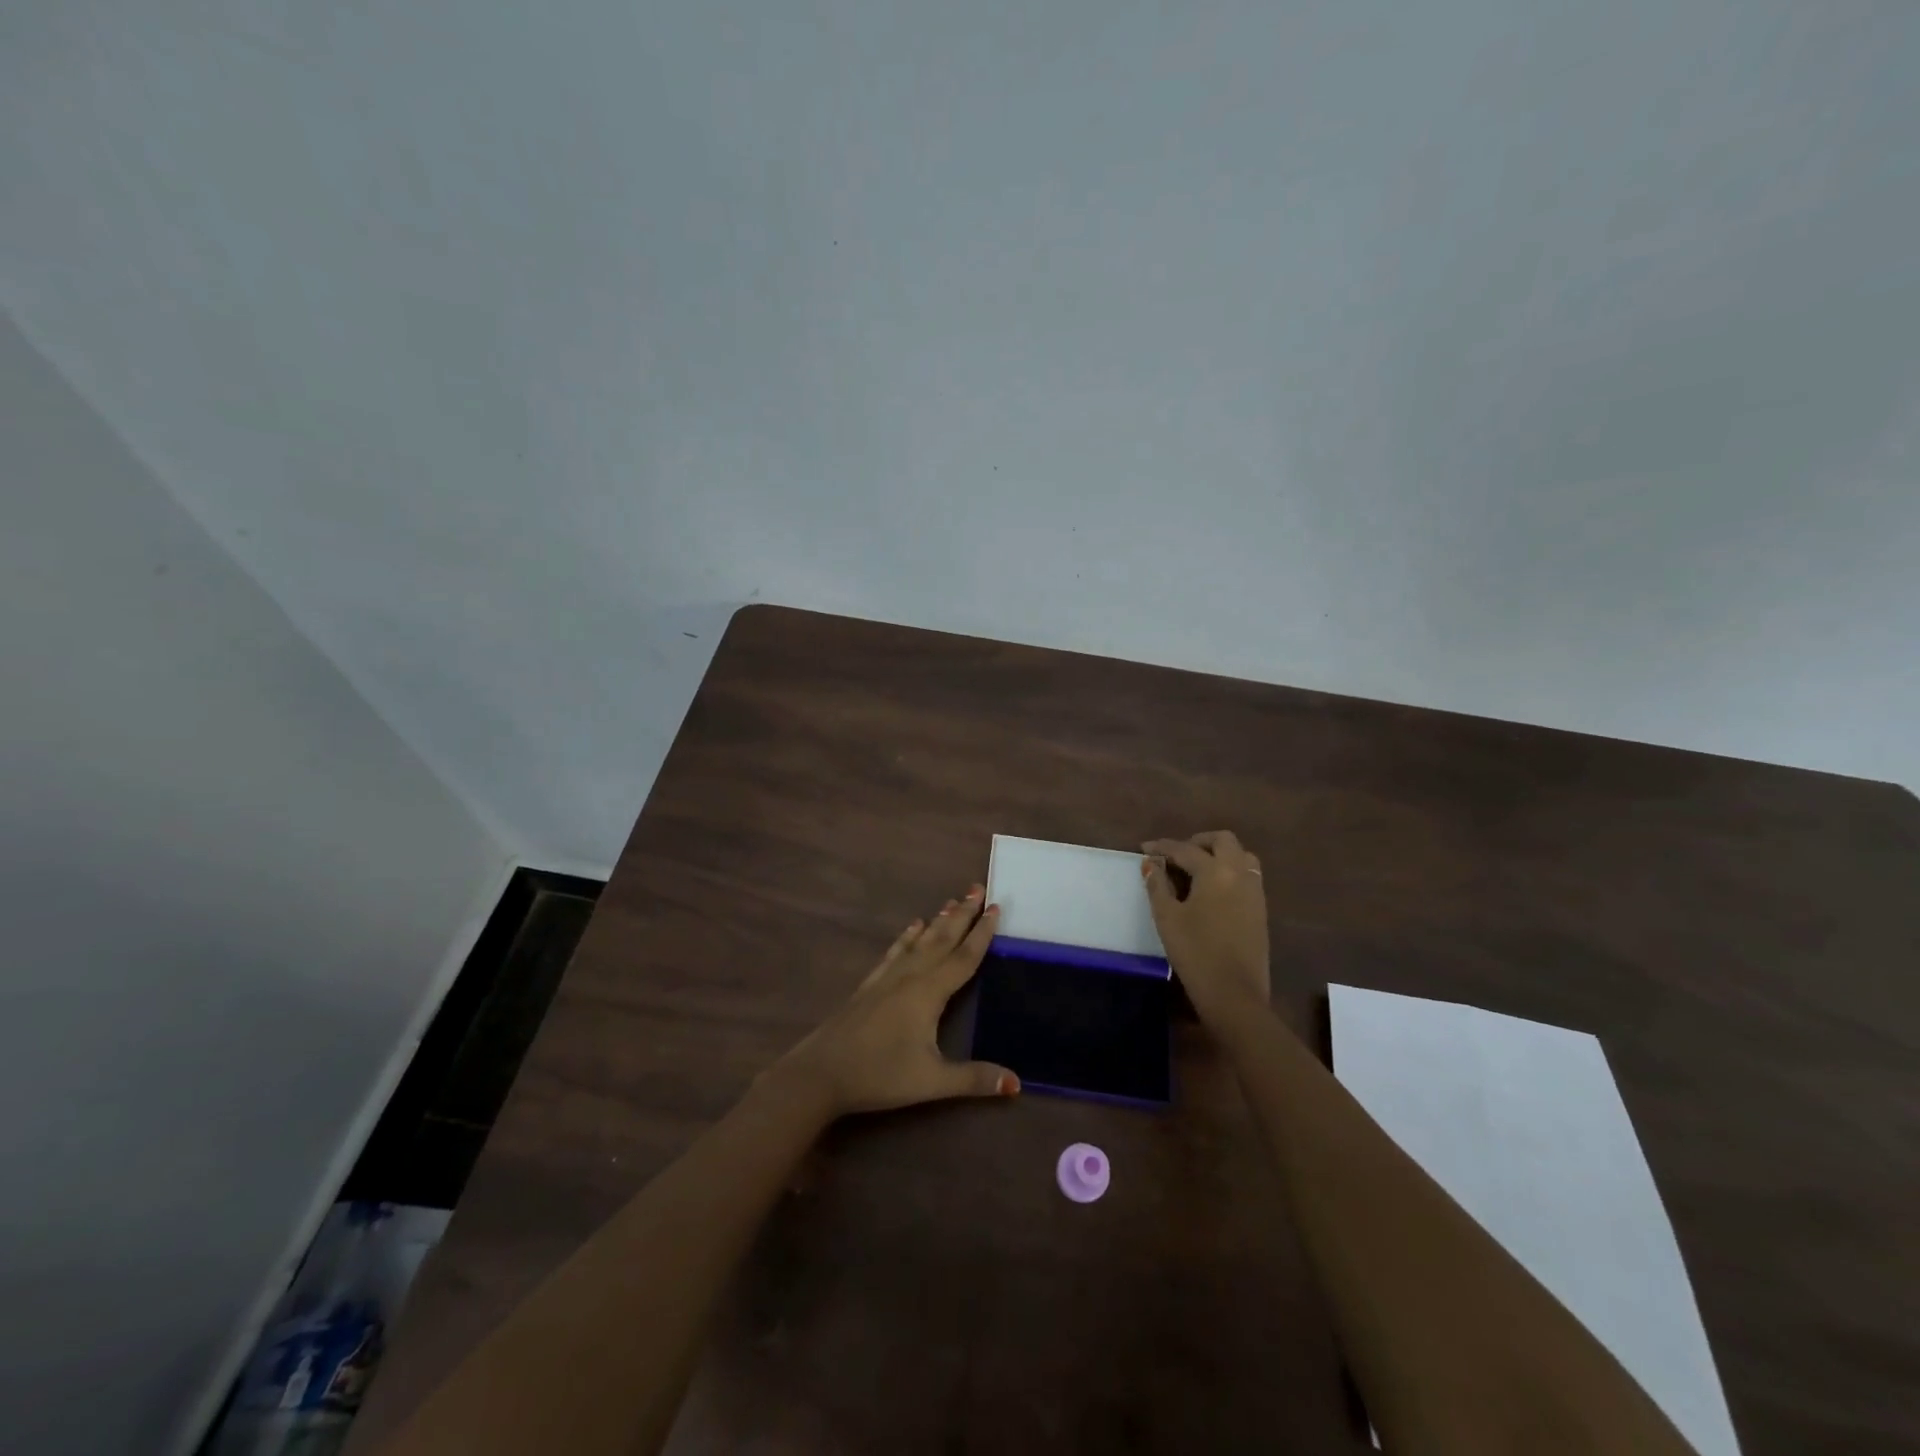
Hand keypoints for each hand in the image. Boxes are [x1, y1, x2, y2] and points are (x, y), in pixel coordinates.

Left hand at [773, 885, 1020, 1117]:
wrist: (821, 1073)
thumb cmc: (880, 1074)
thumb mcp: (932, 1082)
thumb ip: (974, 1079)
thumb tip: (1017, 1084)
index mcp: (929, 992)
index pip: (964, 956)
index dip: (982, 933)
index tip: (995, 906)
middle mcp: (910, 976)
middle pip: (942, 939)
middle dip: (962, 914)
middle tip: (977, 888)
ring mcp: (887, 978)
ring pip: (919, 941)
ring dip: (938, 921)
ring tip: (952, 901)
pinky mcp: (870, 985)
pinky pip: (895, 952)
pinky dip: (907, 936)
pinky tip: (912, 927)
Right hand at [1142, 831, 1270, 1025]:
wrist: (1234, 993)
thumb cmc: (1195, 952)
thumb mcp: (1167, 917)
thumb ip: (1158, 885)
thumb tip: (1152, 863)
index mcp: (1215, 872)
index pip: (1185, 849)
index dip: (1162, 847)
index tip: (1144, 847)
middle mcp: (1239, 873)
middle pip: (1223, 841)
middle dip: (1198, 841)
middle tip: (1177, 854)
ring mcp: (1255, 891)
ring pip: (1242, 855)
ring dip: (1219, 853)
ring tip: (1197, 868)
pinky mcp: (1260, 909)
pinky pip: (1248, 874)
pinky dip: (1230, 870)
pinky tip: (1213, 888)